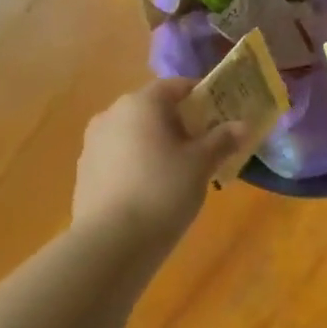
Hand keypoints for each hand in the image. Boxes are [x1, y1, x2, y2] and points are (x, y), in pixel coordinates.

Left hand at [72, 81, 245, 244]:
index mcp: (141, 103)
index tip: (219, 114)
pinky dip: (136, 163)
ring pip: (133, 133)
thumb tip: (241, 125)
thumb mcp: (201, 164)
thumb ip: (222, 140)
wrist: (111, 241)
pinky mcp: (84, 171)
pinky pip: (118, 157)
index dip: (200, 96)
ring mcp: (93, 143)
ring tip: (177, 171)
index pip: (175, 86)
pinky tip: (151, 189)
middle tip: (202, 146)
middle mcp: (112, 114)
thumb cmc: (163, 190)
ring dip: (155, 143)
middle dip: (178, 123)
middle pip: (152, 109)